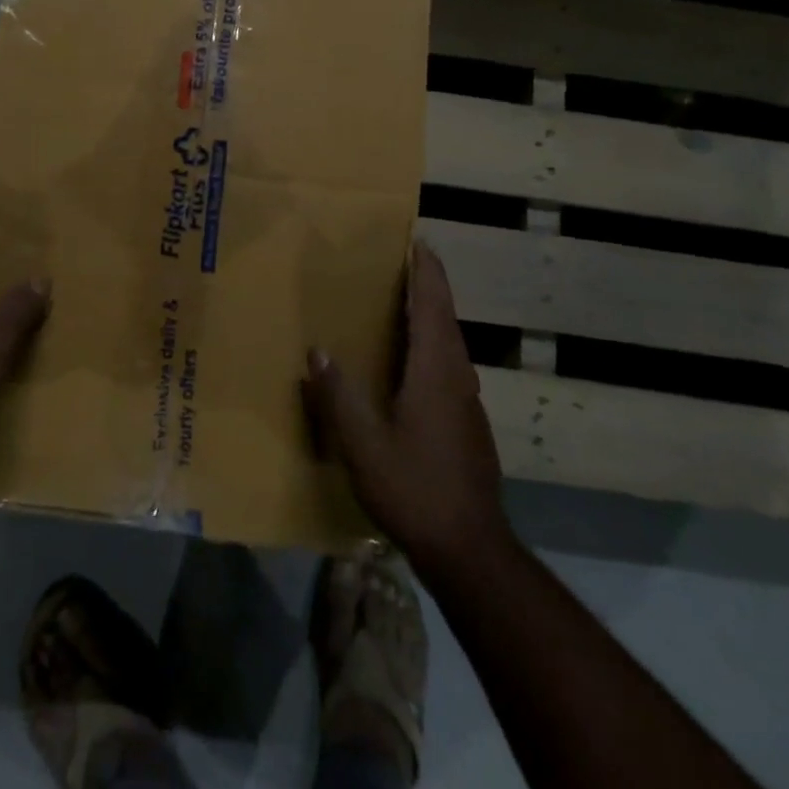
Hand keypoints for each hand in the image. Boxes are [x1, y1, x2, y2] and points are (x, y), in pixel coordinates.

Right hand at [302, 239, 506, 574]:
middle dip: (427, 284)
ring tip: (401, 302)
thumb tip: (317, 351)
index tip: (417, 239)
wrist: (470, 549)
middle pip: (445, 316)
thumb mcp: (363, 445)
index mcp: (435, 369)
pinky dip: (431, 343)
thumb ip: (338, 396)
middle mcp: (457, 375)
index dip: (426, 270)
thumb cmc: (415, 488)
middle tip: (400, 261)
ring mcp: (467, 400)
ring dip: (430, 313)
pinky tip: (410, 361)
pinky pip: (449, 364)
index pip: (433, 304)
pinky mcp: (468, 422)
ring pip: (449, 342)